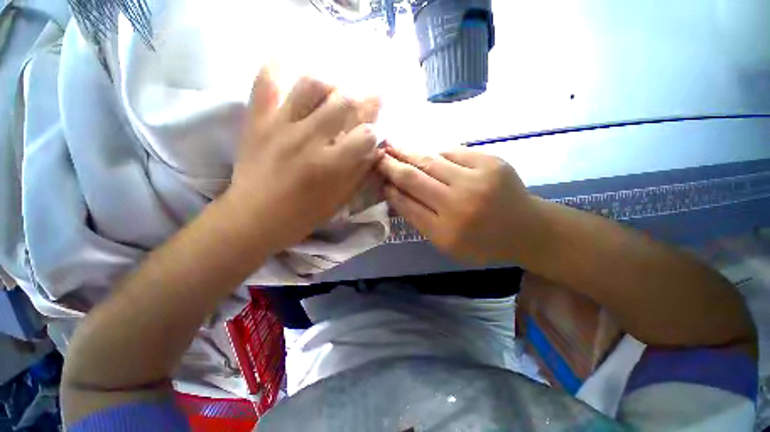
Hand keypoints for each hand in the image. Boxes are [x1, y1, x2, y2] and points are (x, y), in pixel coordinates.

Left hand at [225, 68, 381, 253]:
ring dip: (331, 85)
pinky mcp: (257, 119)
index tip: (374, 132)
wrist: (254, 218)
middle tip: (365, 101)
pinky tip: (291, 63)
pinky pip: (266, 81)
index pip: (365, 135)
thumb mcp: (339, 199)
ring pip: (311, 84)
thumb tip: (375, 149)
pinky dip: (279, 67)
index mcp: (330, 165)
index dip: (375, 131)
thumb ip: (359, 172)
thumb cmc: (303, 214)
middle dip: (362, 100)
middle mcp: (308, 139)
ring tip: (333, 94)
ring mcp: (279, 124)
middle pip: (344, 102)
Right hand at [378, 145, 541, 262]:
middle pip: (414, 179)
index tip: (379, 180)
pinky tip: (423, 151)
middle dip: (391, 166)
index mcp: (446, 233)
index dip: (390, 190)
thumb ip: (421, 221)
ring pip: (430, 161)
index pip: (407, 205)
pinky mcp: (490, 162)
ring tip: (392, 145)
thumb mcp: (448, 244)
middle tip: (377, 156)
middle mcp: (458, 205)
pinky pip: (452, 152)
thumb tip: (396, 194)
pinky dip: (435, 152)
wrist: (527, 229)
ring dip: (407, 152)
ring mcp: (476, 181)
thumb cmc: (484, 243)